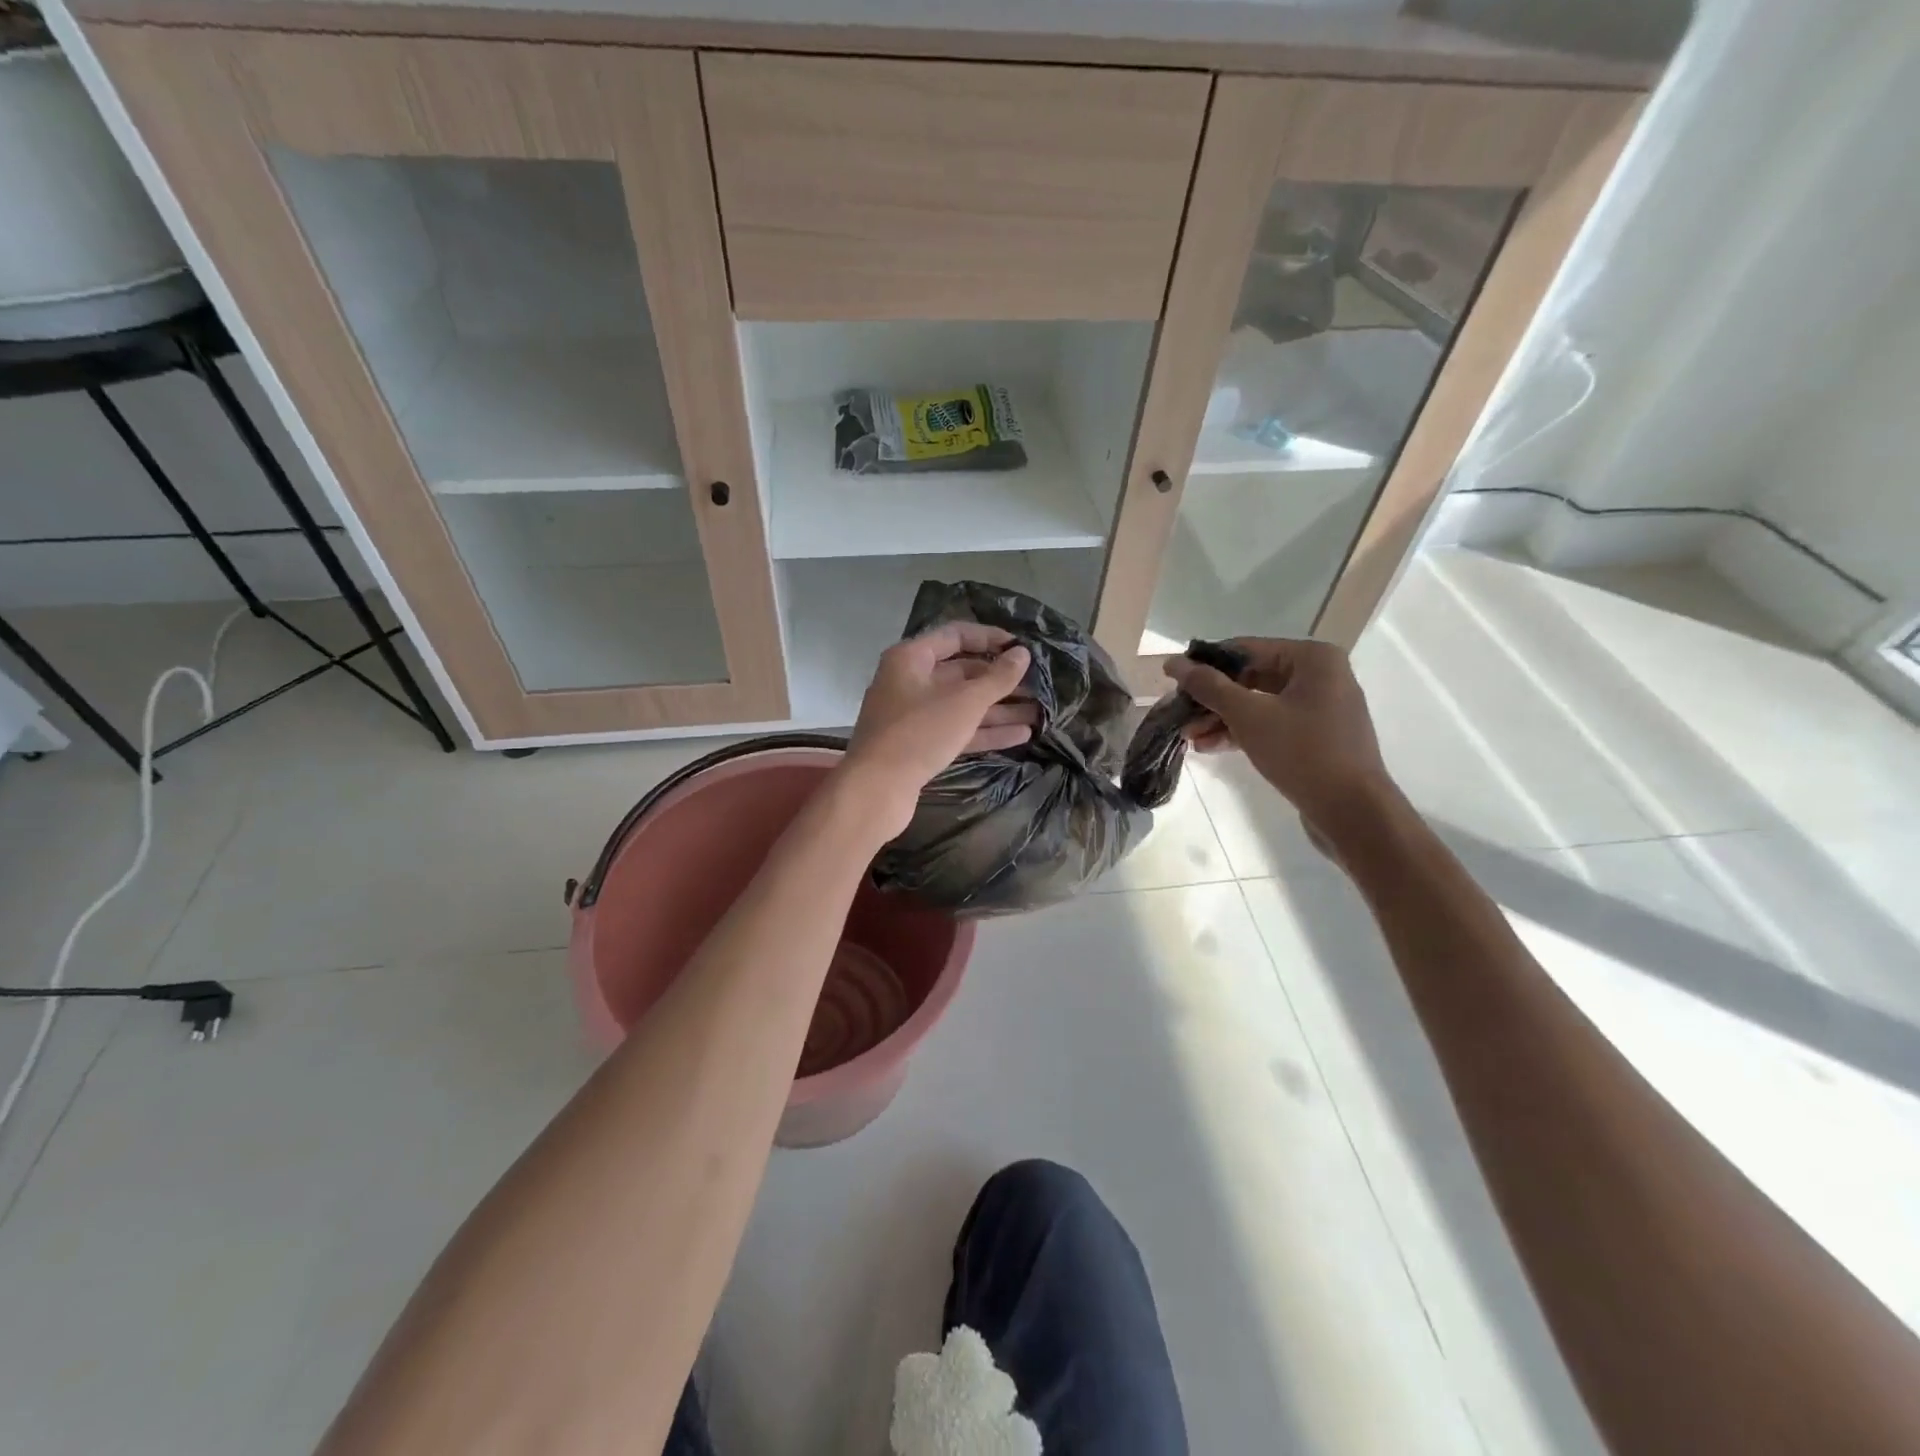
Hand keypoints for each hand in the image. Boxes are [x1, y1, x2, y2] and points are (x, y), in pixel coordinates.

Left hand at [841, 625, 1034, 835]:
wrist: (876, 789)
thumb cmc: (919, 733)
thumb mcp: (964, 702)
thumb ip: (997, 678)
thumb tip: (1022, 654)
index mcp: (911, 658)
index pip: (955, 635)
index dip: (990, 638)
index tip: (1021, 647)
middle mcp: (910, 681)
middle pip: (961, 672)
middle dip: (1000, 680)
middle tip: (1037, 685)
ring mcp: (913, 715)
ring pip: (962, 705)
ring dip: (999, 709)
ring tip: (1038, 713)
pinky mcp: (919, 744)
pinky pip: (957, 730)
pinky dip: (985, 731)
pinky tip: (1021, 735)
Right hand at [1165, 638, 1395, 837]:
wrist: (1352, 811)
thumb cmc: (1302, 752)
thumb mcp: (1249, 716)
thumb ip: (1209, 687)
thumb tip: (1174, 663)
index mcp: (1312, 658)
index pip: (1246, 649)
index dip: (1205, 665)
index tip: (1172, 682)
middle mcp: (1320, 675)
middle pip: (1251, 677)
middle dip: (1212, 699)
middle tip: (1180, 715)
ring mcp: (1320, 707)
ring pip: (1258, 703)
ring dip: (1221, 718)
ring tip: (1188, 737)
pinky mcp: (1316, 736)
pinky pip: (1271, 724)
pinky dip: (1242, 732)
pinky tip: (1210, 747)